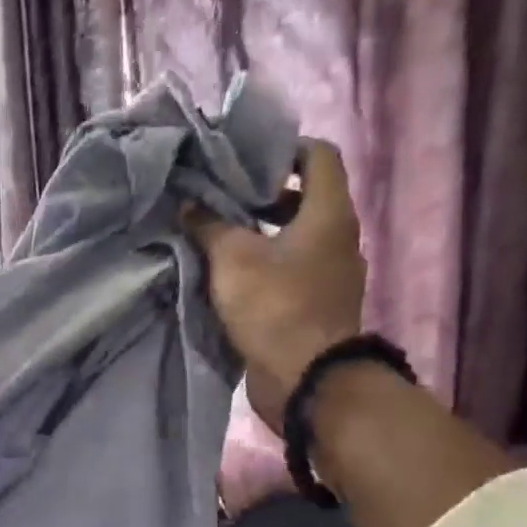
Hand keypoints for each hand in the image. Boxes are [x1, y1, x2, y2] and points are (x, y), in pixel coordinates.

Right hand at [184, 139, 365, 431]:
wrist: (305, 378)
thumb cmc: (275, 307)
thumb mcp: (233, 259)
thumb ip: (209, 225)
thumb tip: (188, 205)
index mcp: (329, 213)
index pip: (317, 155)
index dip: (282, 148)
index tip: (242, 158)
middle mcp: (337, 237)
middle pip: (303, 196)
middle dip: (260, 193)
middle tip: (218, 196)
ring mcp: (329, 273)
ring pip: (293, 235)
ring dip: (258, 231)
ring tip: (215, 234)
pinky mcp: (315, 303)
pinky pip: (289, 268)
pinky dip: (262, 262)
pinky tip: (227, 274)